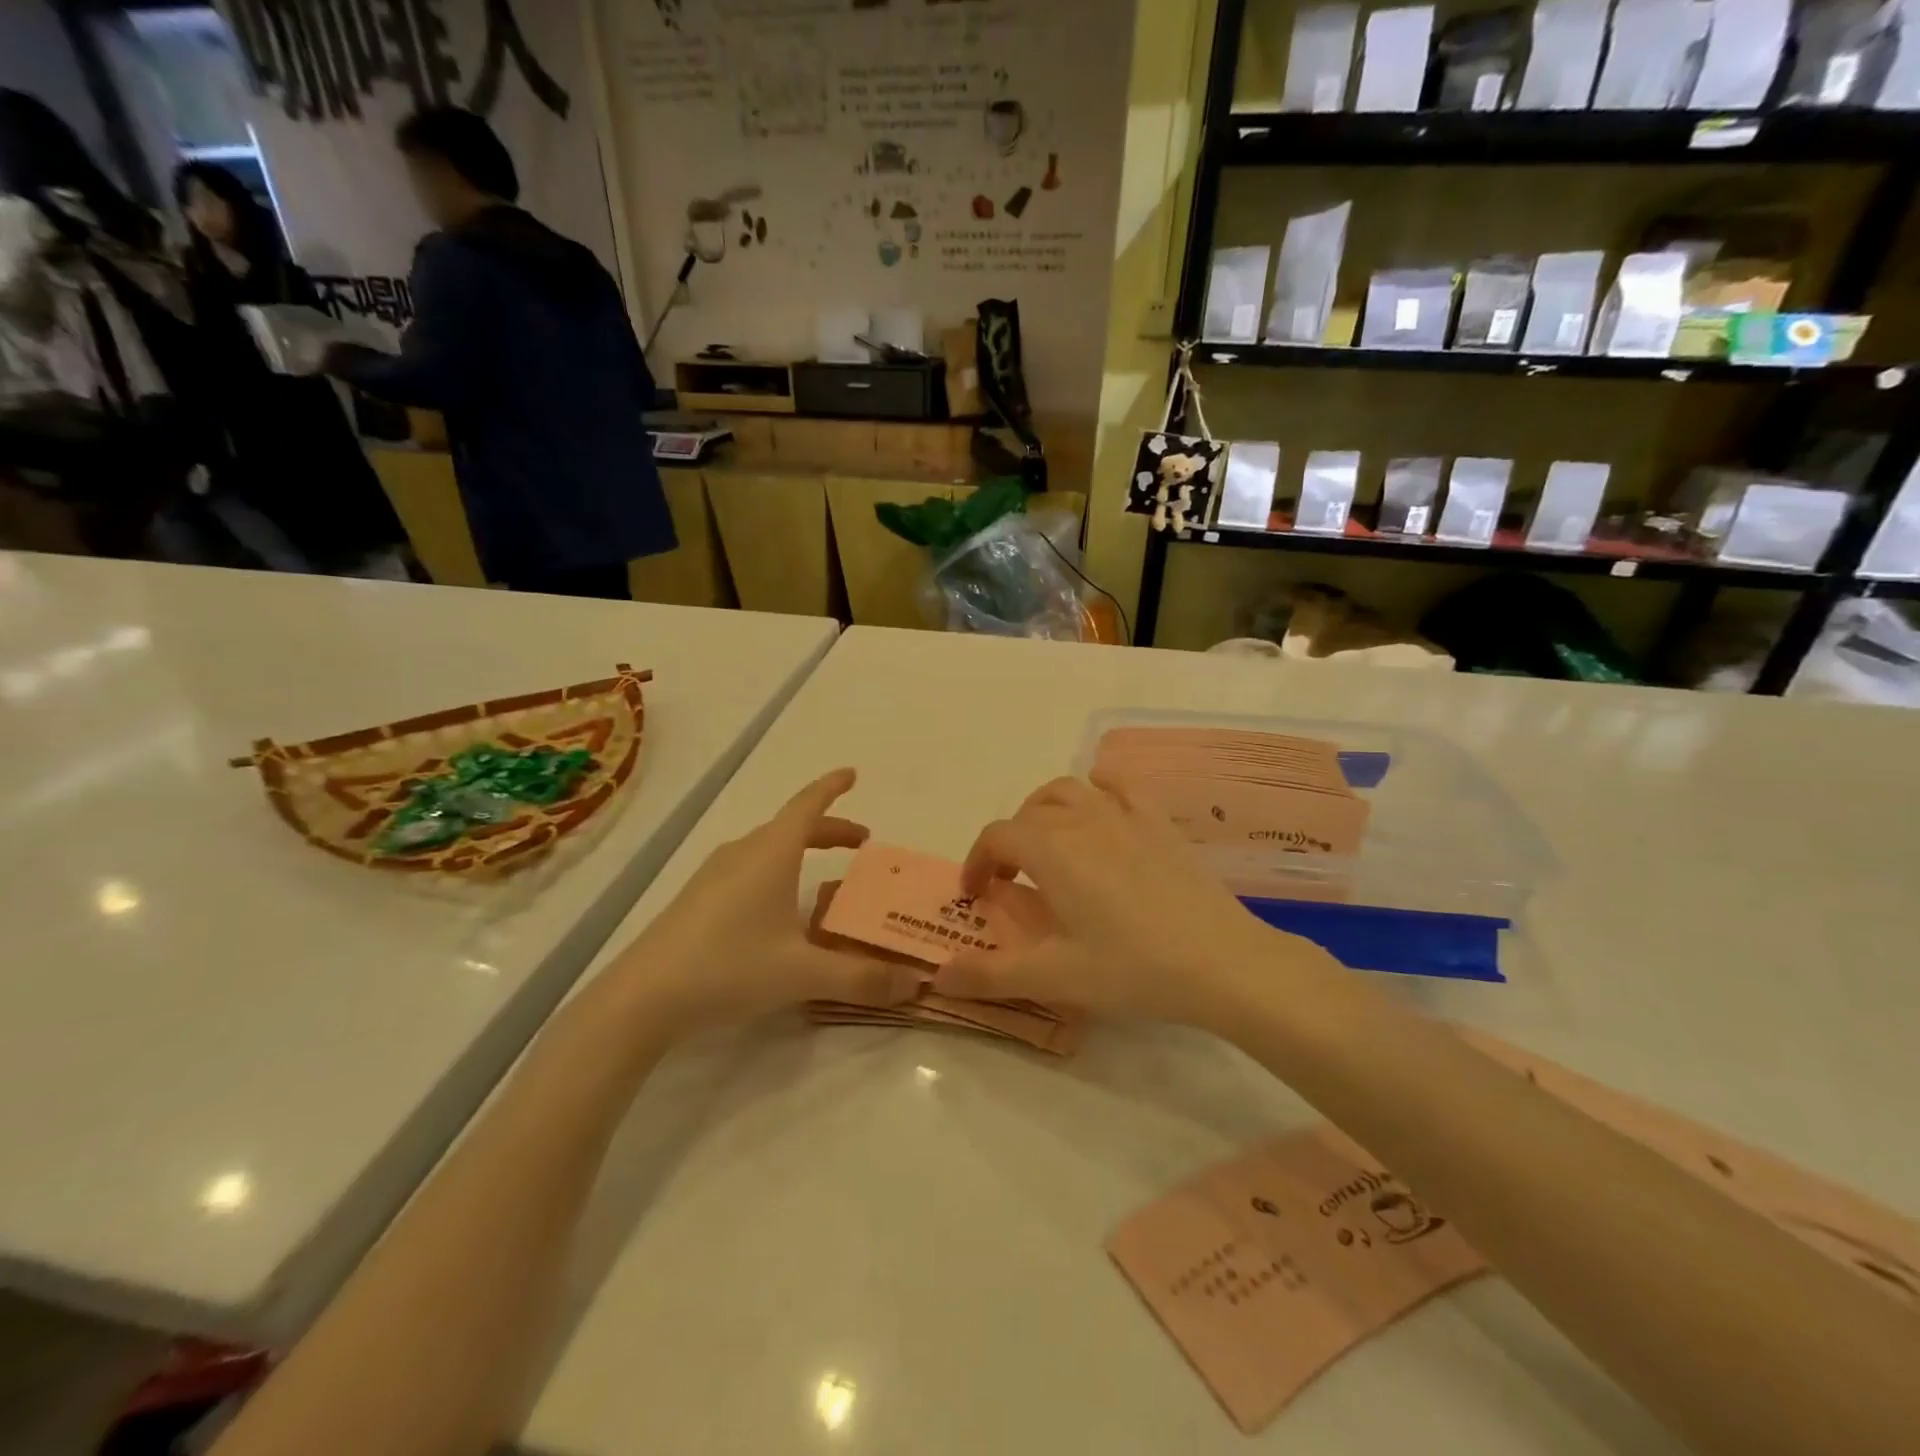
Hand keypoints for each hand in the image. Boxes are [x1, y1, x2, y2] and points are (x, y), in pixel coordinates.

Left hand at [606, 769, 922, 1038]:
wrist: (642, 997)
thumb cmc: (729, 967)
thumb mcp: (803, 974)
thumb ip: (861, 978)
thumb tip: (916, 984)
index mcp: (772, 853)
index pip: (808, 804)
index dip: (832, 787)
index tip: (853, 774)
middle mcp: (744, 853)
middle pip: (793, 826)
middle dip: (830, 829)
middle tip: (861, 842)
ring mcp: (715, 874)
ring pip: (769, 848)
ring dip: (801, 849)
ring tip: (825, 875)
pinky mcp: (698, 898)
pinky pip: (749, 867)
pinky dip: (778, 869)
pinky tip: (779, 908)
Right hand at [931, 776, 1332, 1031]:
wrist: (1223, 962)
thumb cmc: (1133, 968)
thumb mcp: (1055, 978)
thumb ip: (991, 974)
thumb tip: (937, 975)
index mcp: (1051, 849)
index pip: (996, 836)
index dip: (977, 861)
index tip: (976, 895)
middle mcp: (1082, 819)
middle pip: (1028, 812)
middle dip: (1008, 841)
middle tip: (1011, 881)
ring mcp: (1125, 815)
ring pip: (1069, 789)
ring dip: (1045, 810)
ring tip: (1048, 844)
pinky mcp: (1159, 823)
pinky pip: (1120, 787)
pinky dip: (1099, 790)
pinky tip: (1101, 810)